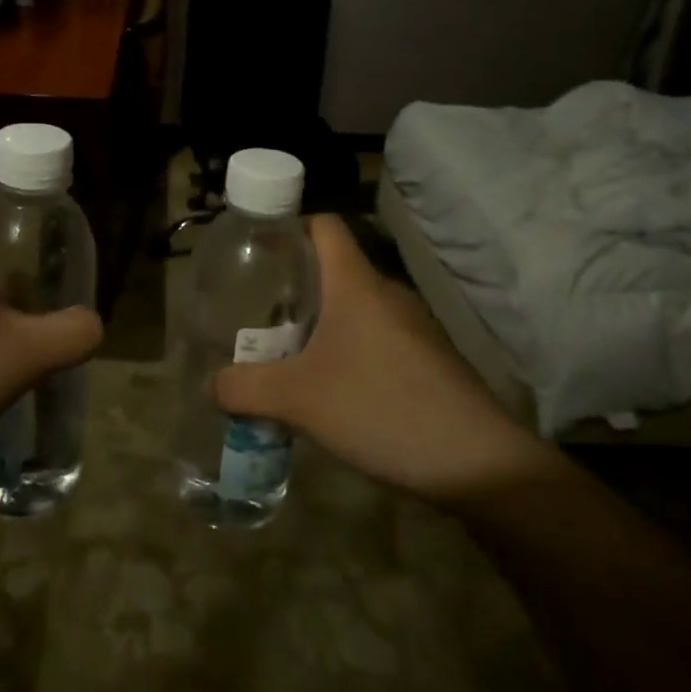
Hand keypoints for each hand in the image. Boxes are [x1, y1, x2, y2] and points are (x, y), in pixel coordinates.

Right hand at [214, 214, 551, 503]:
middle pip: (333, 269)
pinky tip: (330, 389)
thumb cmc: (381, 408)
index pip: (324, 226)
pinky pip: (375, 337)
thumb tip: (210, 385)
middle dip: (291, 286)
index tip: (255, 250)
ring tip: (284, 354)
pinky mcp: (428, 360)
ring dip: (317, 323)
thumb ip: (244, 388)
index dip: (288, 227)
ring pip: (354, 308)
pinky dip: (345, 349)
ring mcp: (413, 328)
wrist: (479, 465)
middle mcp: (387, 294)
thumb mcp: (298, 400)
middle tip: (255, 313)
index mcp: (356, 285)